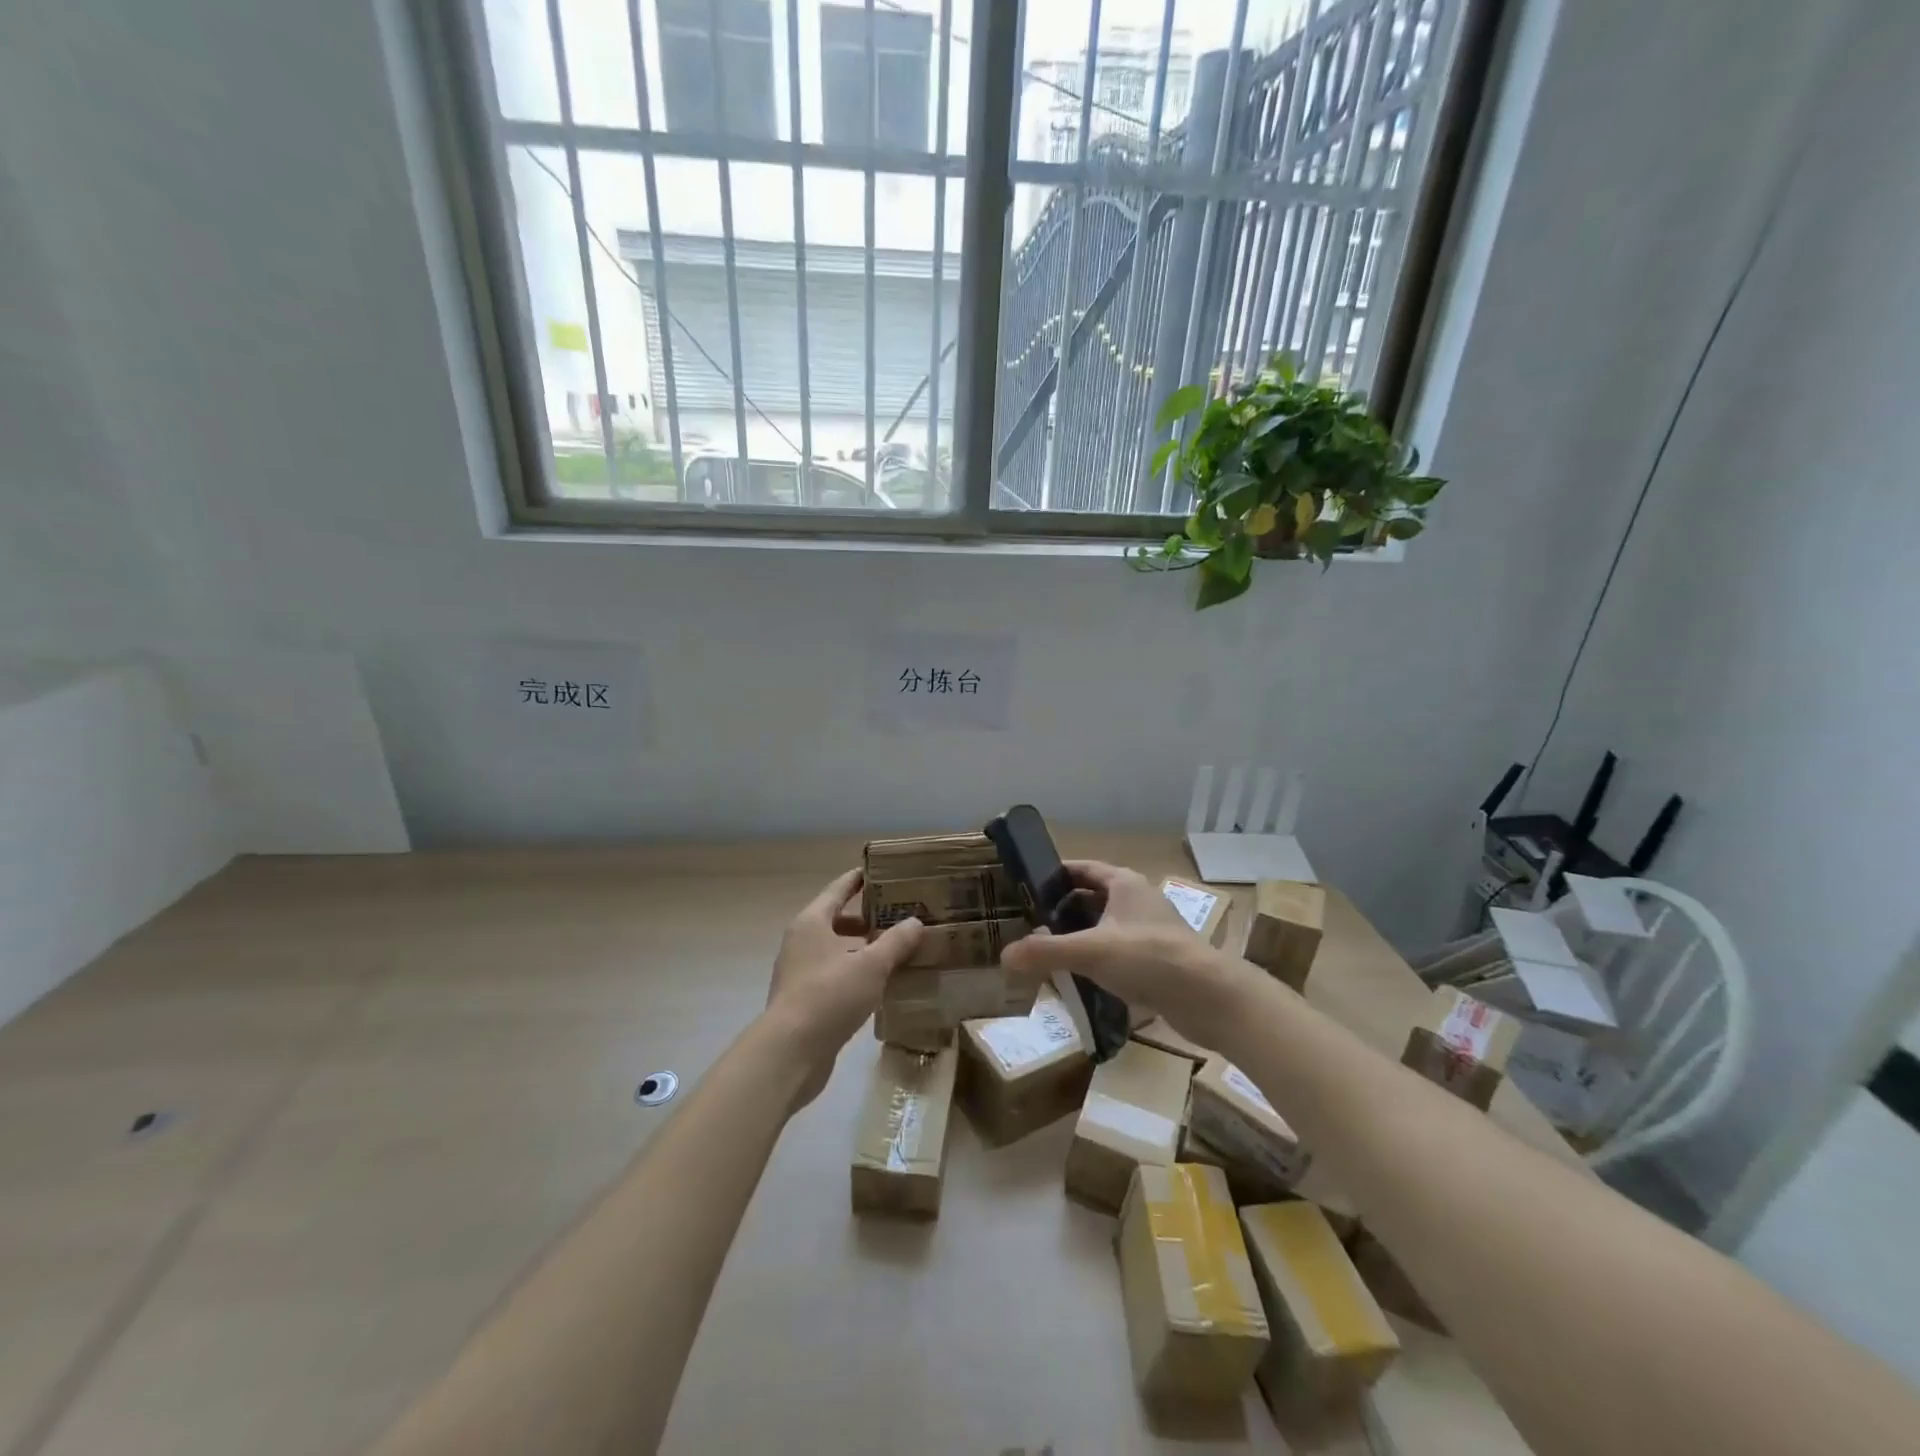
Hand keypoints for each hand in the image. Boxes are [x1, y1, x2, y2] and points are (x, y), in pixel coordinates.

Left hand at [764, 869, 923, 1106]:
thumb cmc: (830, 995)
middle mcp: (801, 942)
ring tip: (897, 952)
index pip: (838, 889)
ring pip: (837, 950)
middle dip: (868, 919)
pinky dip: (856, 974)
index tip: (881, 871)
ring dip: (863, 949)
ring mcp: (800, 972)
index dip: (859, 879)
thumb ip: (895, 942)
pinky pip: (835, 976)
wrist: (790, 1052)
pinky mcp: (804, 1001)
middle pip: (837, 920)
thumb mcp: (871, 965)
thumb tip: (915, 922)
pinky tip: (881, 985)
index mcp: (812, 922)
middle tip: (900, 916)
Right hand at [999, 860, 1261, 1048]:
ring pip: (1106, 926)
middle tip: (1031, 927)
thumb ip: (1046, 952)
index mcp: (1123, 883)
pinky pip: (1120, 951)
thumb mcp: (1090, 952)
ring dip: (1081, 937)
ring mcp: (1151, 929)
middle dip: (1063, 910)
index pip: (1081, 868)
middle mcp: (1138, 899)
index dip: (1054, 876)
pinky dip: (1099, 959)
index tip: (1025, 889)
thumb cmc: (1149, 958)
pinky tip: (1083, 980)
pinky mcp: (1160, 958)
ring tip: (1050, 954)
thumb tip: (1005, 955)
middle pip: (1092, 897)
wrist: (1210, 997)